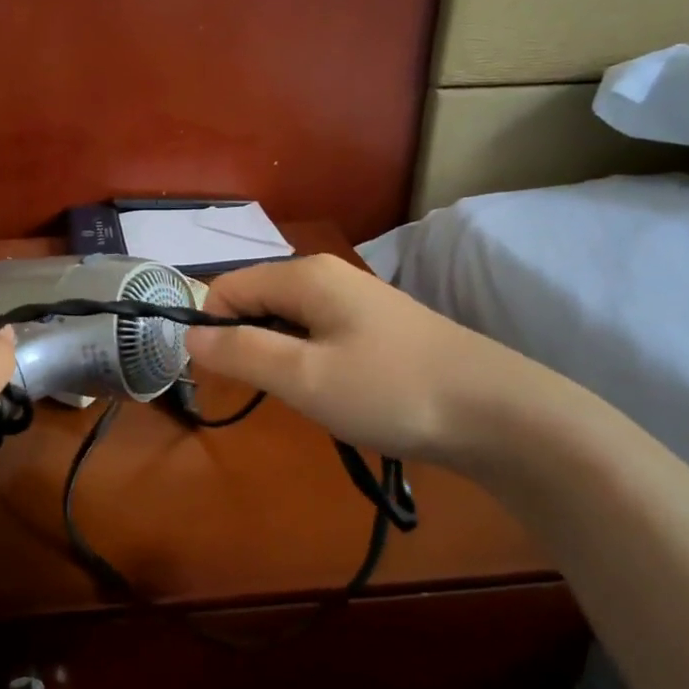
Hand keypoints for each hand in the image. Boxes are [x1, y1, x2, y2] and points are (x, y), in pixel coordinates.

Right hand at [184, 254, 534, 465]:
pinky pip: (319, 336)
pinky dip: (310, 363)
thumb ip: (240, 352)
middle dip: (245, 344)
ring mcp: (357, 301)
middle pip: (257, 301)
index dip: (211, 329)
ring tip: (304, 396)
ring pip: (288, 322)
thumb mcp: (303, 376)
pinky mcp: (377, 327)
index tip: (219, 377)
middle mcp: (327, 276)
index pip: (227, 287)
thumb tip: (190, 336)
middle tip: (267, 391)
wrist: (497, 413)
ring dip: (279, 358)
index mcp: (304, 275)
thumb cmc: (390, 390)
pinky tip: (334, 393)